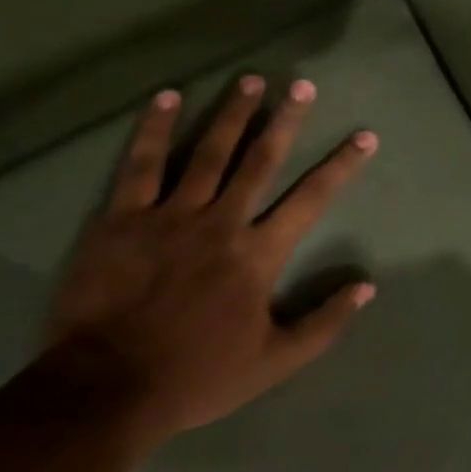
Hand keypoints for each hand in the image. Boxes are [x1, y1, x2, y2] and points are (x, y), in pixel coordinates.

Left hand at [43, 77, 376, 445]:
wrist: (103, 392)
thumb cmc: (194, 376)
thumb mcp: (272, 363)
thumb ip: (323, 324)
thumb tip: (367, 287)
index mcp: (258, 254)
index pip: (311, 199)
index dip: (341, 165)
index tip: (364, 136)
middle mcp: (221, 222)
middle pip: (260, 160)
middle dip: (284, 119)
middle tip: (301, 84)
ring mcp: (170, 215)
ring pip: (208, 152)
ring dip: (232, 113)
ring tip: (250, 79)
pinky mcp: (123, 218)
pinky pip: (141, 165)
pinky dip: (156, 129)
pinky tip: (169, 97)